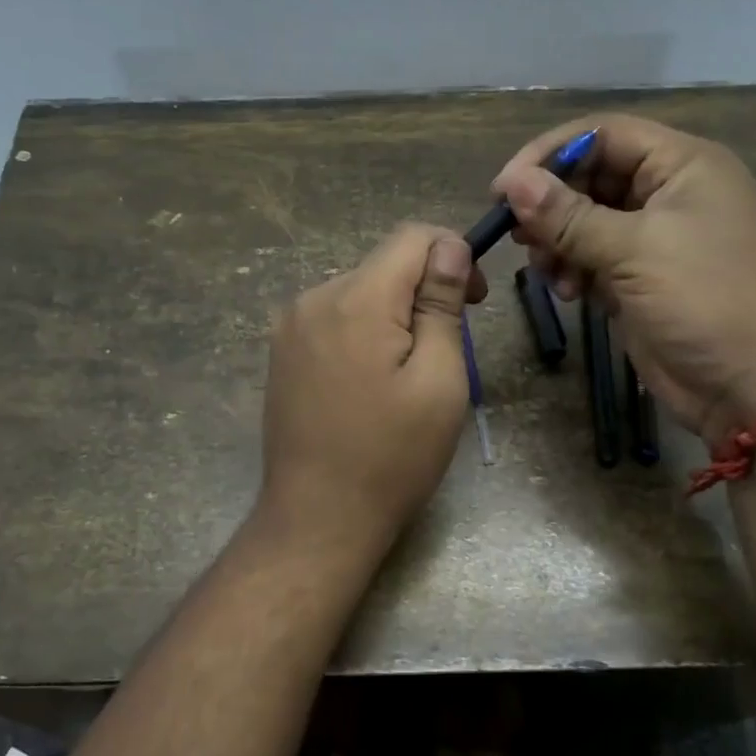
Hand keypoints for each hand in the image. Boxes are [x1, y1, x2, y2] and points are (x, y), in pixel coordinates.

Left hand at [259, 224, 486, 556]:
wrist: (317, 518)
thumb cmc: (392, 457)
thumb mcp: (439, 381)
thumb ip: (441, 304)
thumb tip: (449, 248)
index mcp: (356, 300)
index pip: (412, 236)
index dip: (453, 254)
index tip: (474, 300)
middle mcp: (314, 298)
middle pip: (385, 264)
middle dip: (425, 289)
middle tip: (448, 346)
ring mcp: (290, 326)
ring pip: (360, 291)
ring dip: (394, 313)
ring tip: (408, 373)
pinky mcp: (282, 352)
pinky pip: (335, 318)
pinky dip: (364, 331)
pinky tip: (371, 381)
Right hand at [493, 113, 755, 441]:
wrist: (754, 388)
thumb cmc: (706, 301)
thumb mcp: (634, 251)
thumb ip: (568, 215)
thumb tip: (512, 183)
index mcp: (683, 165)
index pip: (602, 134)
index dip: (549, 154)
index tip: (503, 189)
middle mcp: (669, 192)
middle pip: (590, 177)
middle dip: (551, 205)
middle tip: (517, 236)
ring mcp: (656, 238)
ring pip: (585, 220)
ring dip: (558, 243)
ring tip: (549, 274)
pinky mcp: (642, 278)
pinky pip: (593, 258)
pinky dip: (573, 271)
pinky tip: (570, 295)